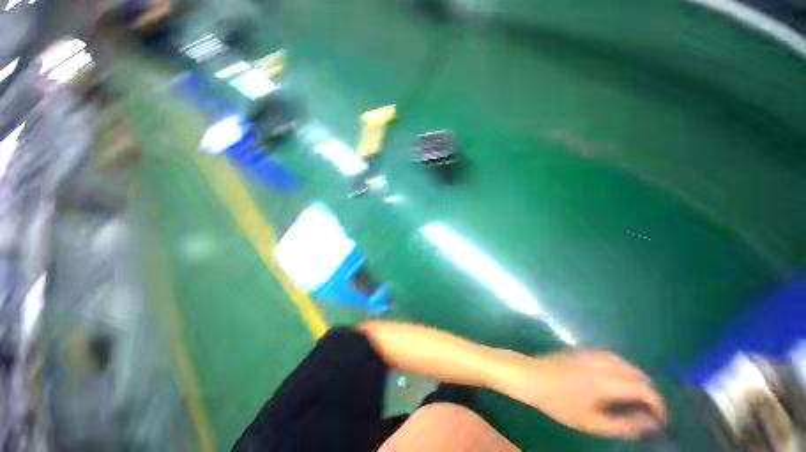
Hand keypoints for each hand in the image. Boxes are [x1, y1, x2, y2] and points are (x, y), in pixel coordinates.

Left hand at [491, 349, 666, 438]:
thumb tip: (649, 423)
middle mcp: (602, 362)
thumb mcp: (590, 422)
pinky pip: (611, 357)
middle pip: (637, 374)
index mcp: (606, 380)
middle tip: (649, 412)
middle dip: (649, 392)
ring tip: (637, 399)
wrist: (530, 376)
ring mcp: (590, 353)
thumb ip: (622, 425)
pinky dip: (623, 369)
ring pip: (625, 363)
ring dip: (637, 379)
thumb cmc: (558, 402)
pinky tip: (618, 381)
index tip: (660, 420)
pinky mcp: (582, 350)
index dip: (658, 405)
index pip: (644, 389)